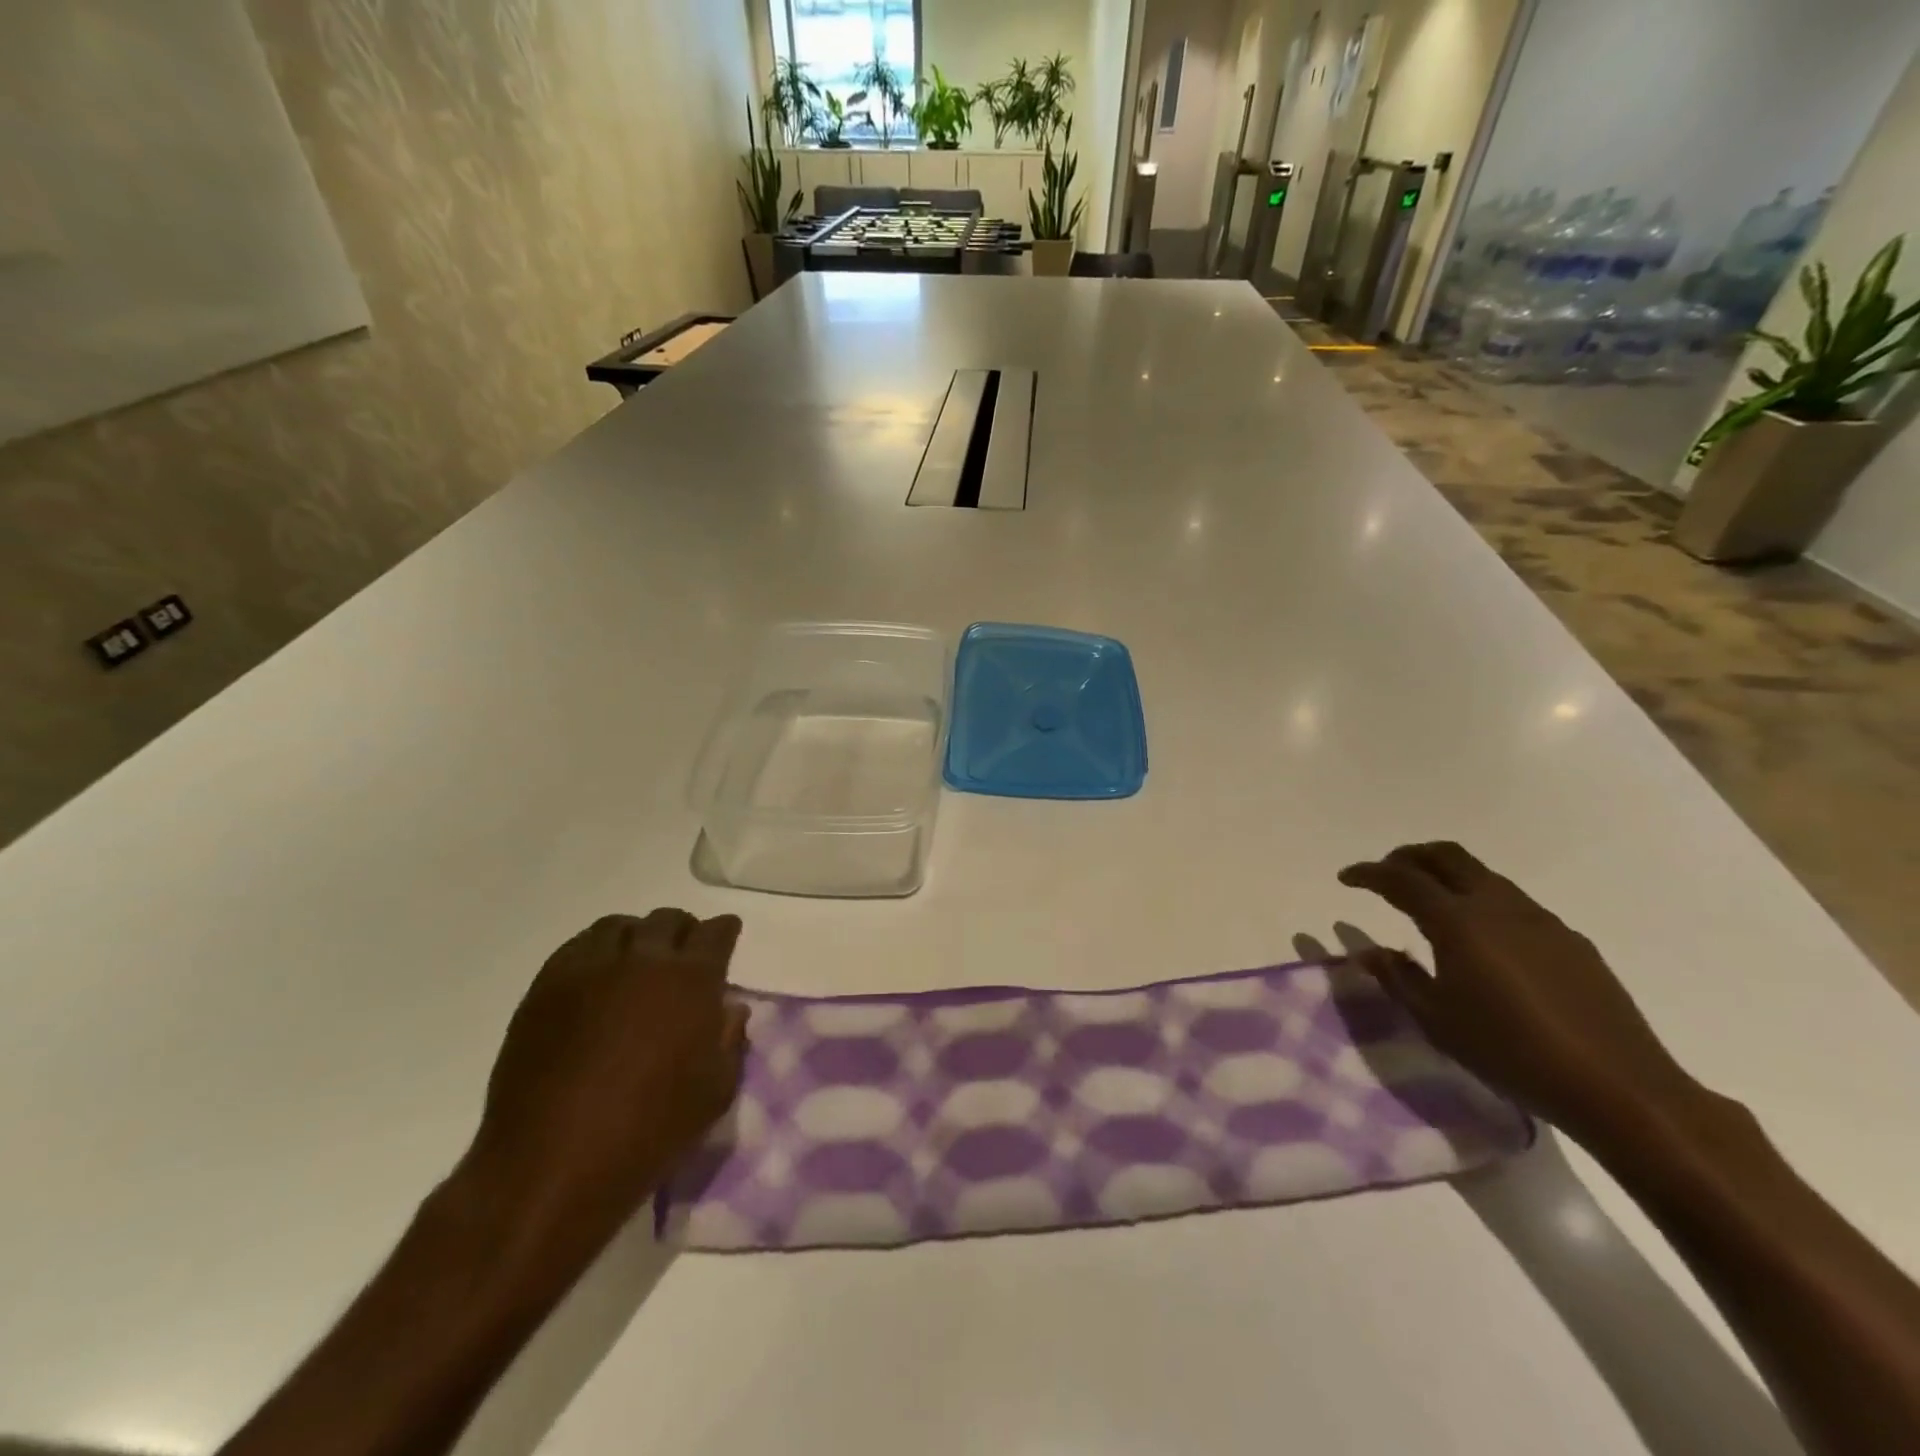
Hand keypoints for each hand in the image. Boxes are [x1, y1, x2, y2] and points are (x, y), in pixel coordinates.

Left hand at [465, 910, 748, 1243]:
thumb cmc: (649, 1130)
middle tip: (683, 954)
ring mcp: (589, 969)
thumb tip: (728, 1008)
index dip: (724, 931)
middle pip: (668, 920)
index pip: (715, 932)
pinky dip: (596, 951)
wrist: (552, 1162)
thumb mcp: (714, 1092)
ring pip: (619, 926)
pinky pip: (577, 947)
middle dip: (683, 931)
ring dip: (637, 936)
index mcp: (690, 980)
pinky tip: (597, 978)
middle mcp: (642, 959)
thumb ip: (729, 1041)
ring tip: (637, 961)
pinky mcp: (546, 987)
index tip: (725, 937)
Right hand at [1339, 842, 1692, 1140]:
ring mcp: (1540, 920)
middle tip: (1385, 874)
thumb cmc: (1511, 1053)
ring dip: (1447, 875)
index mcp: (1458, 922)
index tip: (1346, 878)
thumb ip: (1398, 977)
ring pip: (1483, 875)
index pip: (1401, 879)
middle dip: (1408, 857)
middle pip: (1446, 856)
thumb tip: (1369, 950)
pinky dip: (1482, 901)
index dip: (1368, 873)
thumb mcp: (1437, 1021)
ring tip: (1429, 902)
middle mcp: (1498, 906)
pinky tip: (1483, 940)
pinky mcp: (1571, 941)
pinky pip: (1514, 903)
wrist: (1620, 1088)